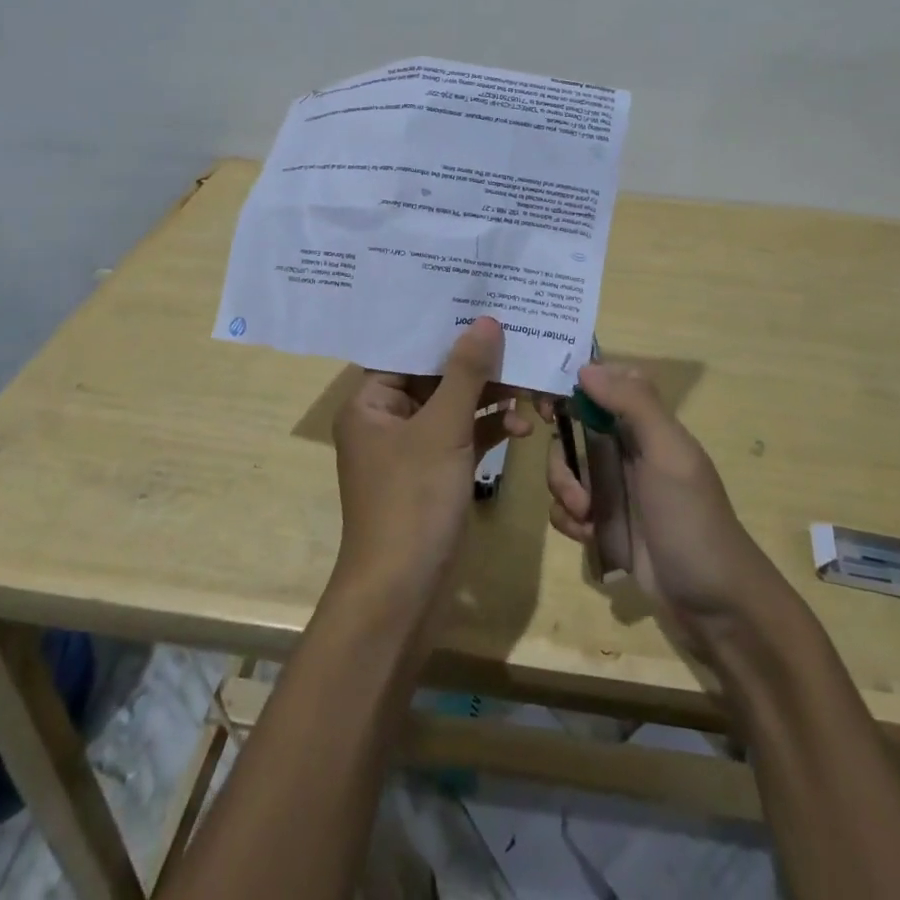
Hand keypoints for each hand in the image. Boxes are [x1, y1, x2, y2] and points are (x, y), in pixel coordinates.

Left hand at [333, 317, 533, 604]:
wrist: (402, 595)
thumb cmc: (412, 501)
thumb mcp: (442, 430)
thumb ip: (466, 373)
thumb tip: (485, 320)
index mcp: (370, 402)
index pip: (408, 351)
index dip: (446, 329)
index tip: (484, 304)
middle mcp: (387, 419)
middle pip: (436, 377)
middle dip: (478, 364)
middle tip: (518, 339)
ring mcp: (413, 449)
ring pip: (455, 407)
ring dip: (490, 397)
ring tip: (530, 384)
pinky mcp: (436, 472)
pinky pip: (464, 437)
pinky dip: (490, 429)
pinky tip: (522, 426)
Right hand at [546, 364, 782, 654]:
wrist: (714, 605)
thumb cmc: (691, 519)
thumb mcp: (668, 454)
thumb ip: (633, 404)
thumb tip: (586, 367)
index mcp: (646, 425)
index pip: (605, 386)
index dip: (575, 386)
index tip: (549, 401)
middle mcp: (627, 450)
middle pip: (573, 429)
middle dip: (561, 452)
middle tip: (568, 479)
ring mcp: (614, 489)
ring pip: (565, 469)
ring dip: (563, 489)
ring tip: (584, 515)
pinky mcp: (604, 525)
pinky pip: (567, 508)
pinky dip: (568, 519)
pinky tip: (585, 536)